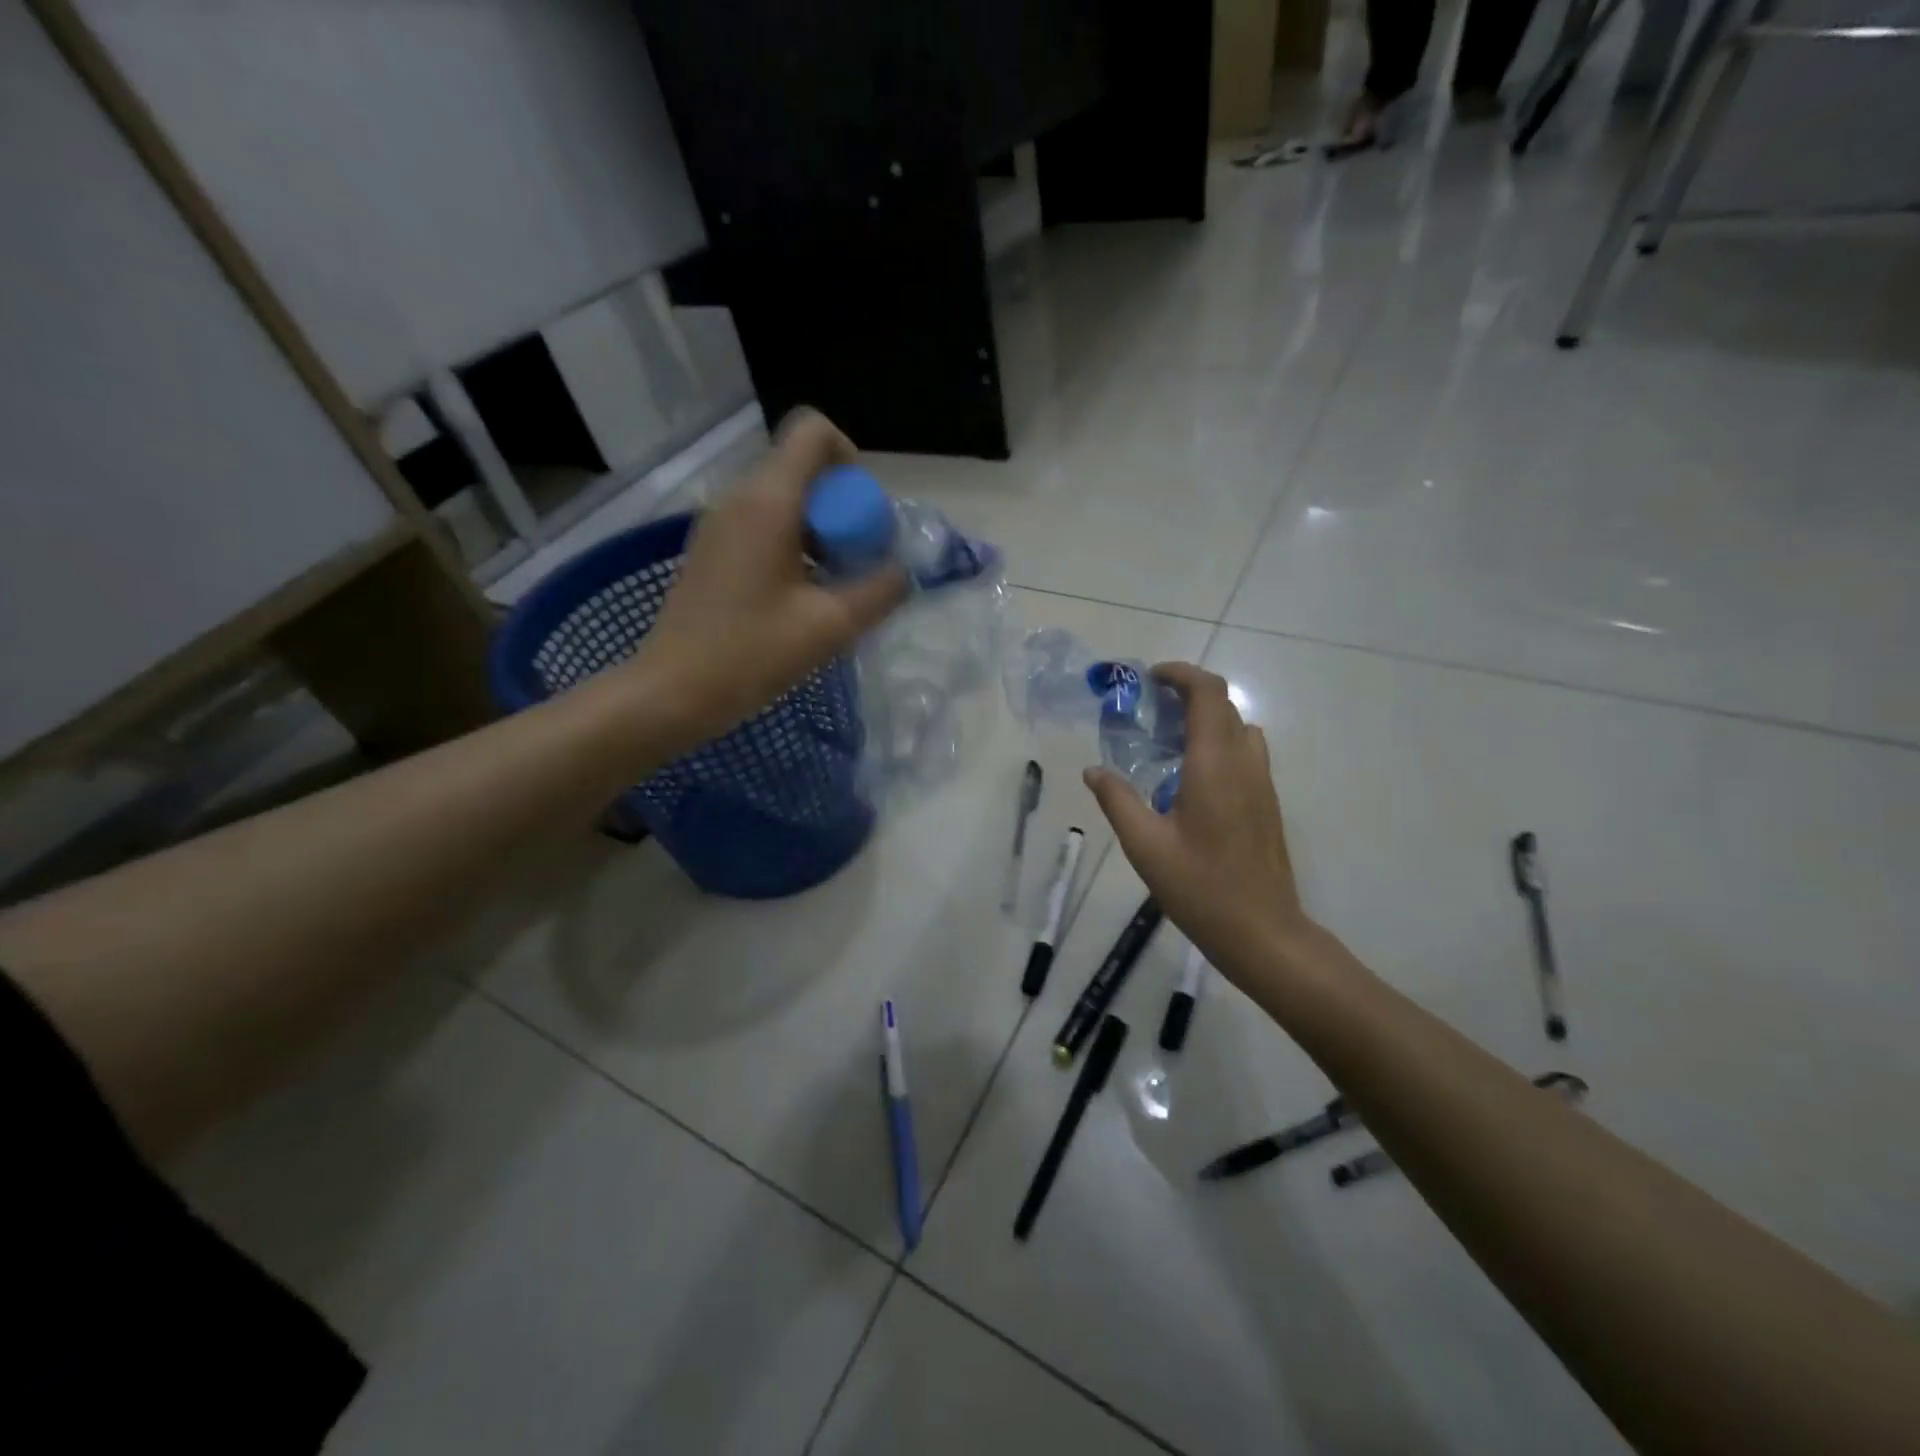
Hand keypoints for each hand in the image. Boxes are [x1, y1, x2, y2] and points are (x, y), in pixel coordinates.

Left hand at [637, 409, 907, 743]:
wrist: (672, 691)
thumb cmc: (751, 655)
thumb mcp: (830, 626)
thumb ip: (880, 591)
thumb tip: (902, 572)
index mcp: (768, 501)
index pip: (814, 432)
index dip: (851, 460)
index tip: (864, 517)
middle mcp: (739, 497)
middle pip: (804, 468)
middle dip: (843, 507)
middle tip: (857, 562)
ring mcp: (719, 522)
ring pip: (785, 499)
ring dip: (821, 530)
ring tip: (833, 586)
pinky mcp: (712, 549)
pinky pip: (763, 524)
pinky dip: (794, 545)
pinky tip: (800, 597)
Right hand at [1084, 663, 1316, 989]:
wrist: (1263, 932)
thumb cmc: (1201, 888)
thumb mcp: (1145, 846)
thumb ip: (1117, 801)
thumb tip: (1093, 771)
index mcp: (1215, 765)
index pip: (1208, 693)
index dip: (1181, 674)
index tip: (1149, 679)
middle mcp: (1245, 763)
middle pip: (1224, 704)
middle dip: (1186, 694)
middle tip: (1148, 711)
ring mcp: (1262, 783)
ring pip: (1239, 728)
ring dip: (1206, 719)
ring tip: (1167, 742)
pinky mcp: (1267, 803)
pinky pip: (1245, 753)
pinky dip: (1218, 744)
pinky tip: (1189, 780)